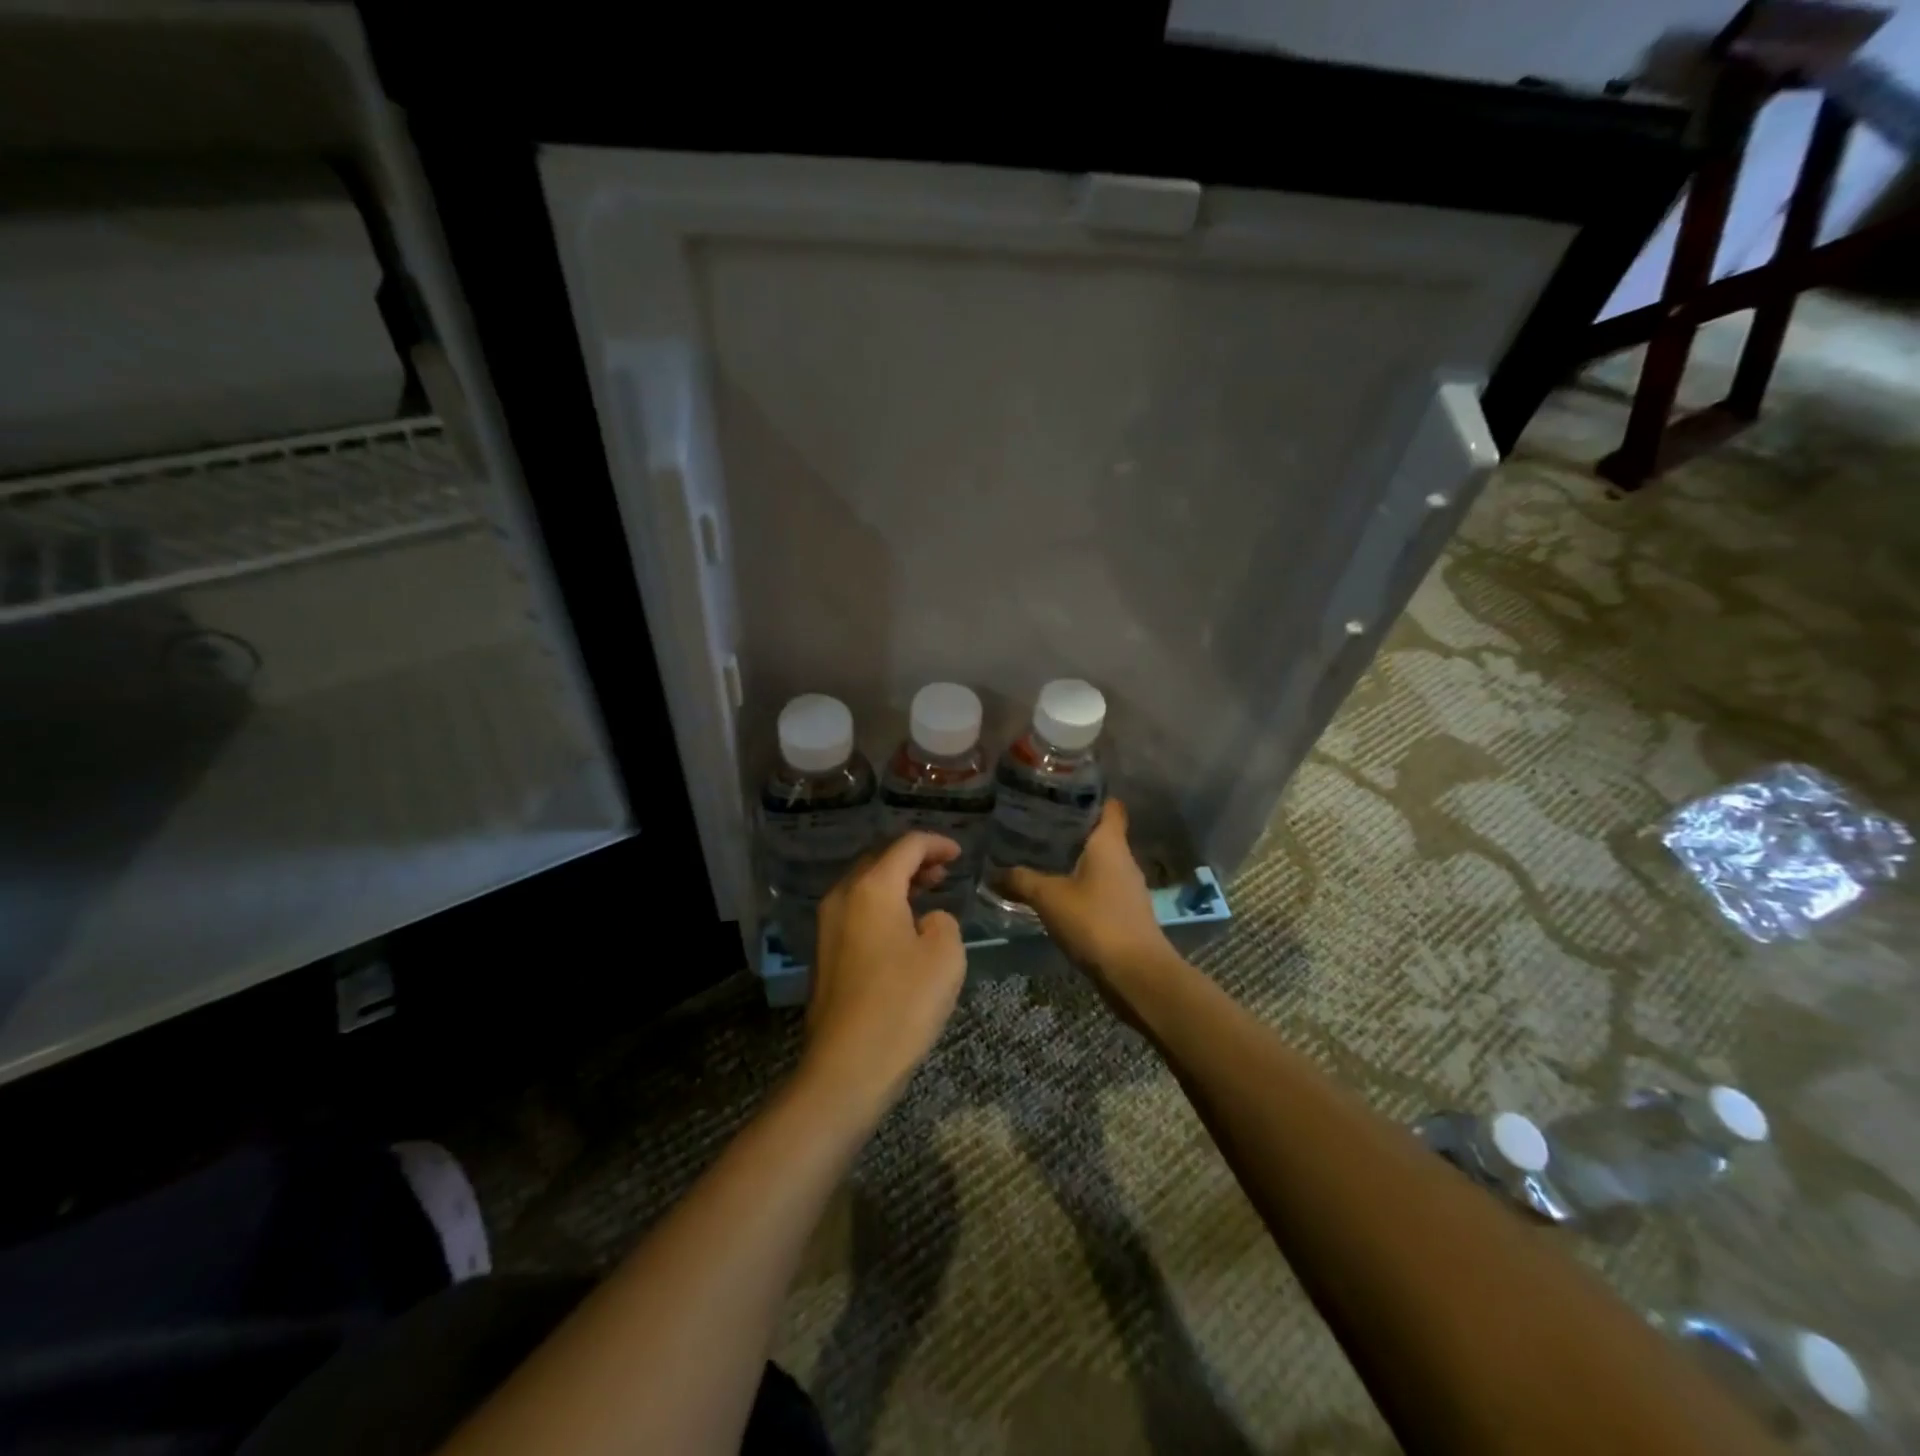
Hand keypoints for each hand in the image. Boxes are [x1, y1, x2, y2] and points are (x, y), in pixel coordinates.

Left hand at [802, 832, 967, 1116]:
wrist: (847, 1066)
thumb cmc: (902, 1005)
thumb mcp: (944, 956)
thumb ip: (943, 922)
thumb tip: (926, 921)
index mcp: (872, 888)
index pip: (906, 846)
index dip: (936, 844)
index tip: (959, 853)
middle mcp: (843, 897)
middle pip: (879, 860)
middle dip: (913, 859)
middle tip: (944, 870)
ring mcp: (828, 926)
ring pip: (865, 885)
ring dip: (897, 882)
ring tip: (928, 892)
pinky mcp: (825, 953)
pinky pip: (856, 910)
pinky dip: (882, 905)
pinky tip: (904, 926)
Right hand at [1001, 799, 1176, 997]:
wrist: (1136, 974)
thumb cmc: (1095, 922)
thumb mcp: (1049, 897)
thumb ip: (1020, 880)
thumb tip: (992, 872)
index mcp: (1110, 843)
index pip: (1109, 806)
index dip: (1090, 795)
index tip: (1061, 791)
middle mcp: (1123, 859)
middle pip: (1100, 833)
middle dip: (1071, 828)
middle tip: (1036, 823)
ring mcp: (1127, 887)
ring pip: (1099, 862)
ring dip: (1074, 858)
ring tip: (1039, 855)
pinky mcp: (1124, 912)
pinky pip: (1099, 887)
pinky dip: (1080, 884)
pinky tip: (1055, 891)